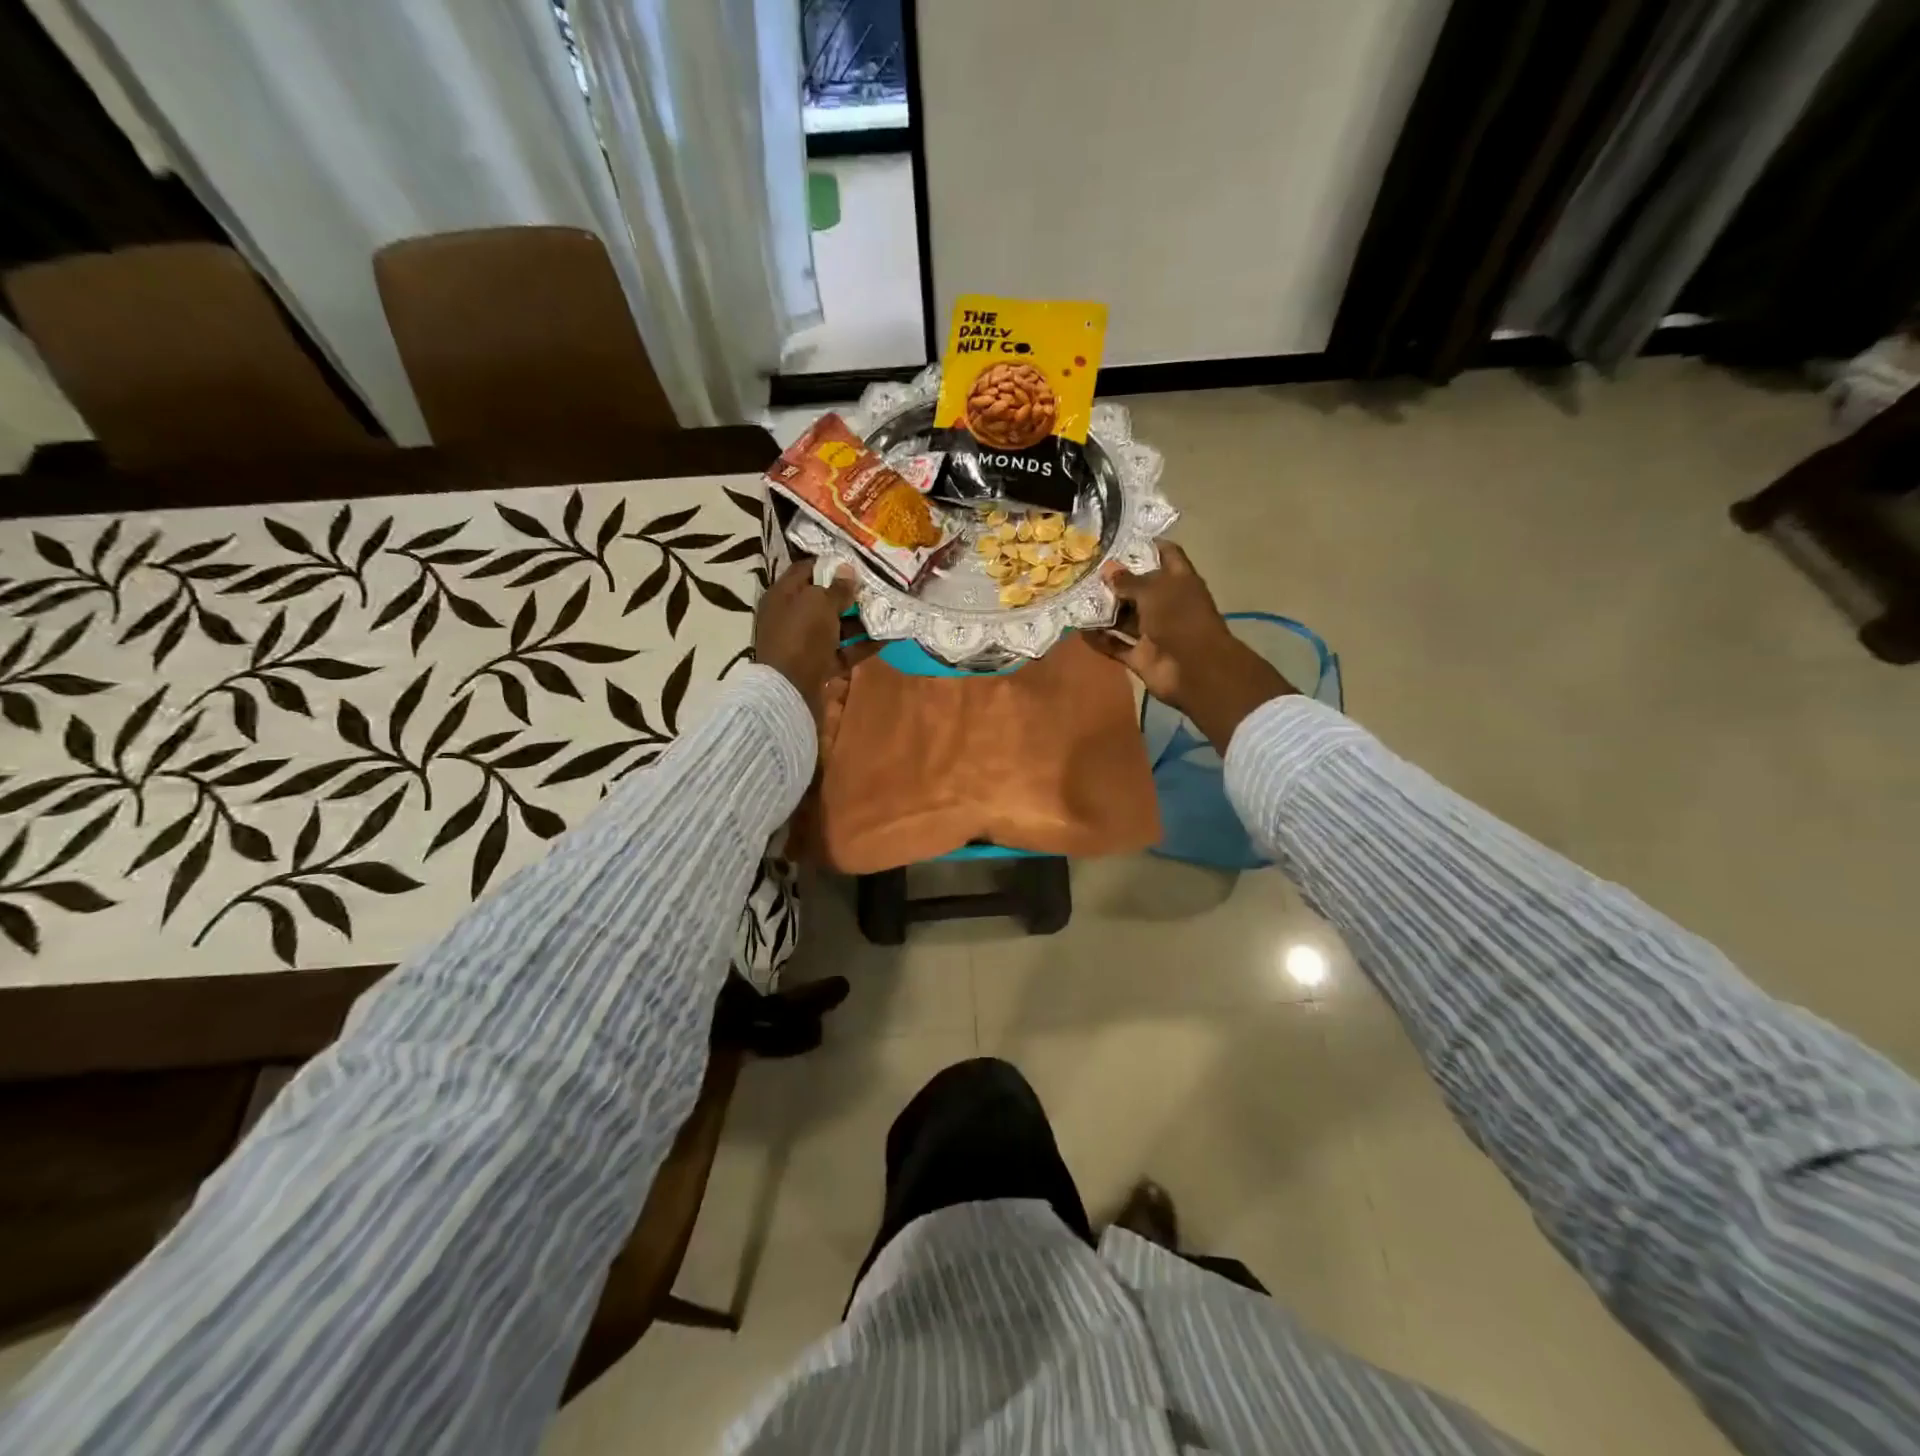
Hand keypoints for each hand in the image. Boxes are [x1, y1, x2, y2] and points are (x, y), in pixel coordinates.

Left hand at [753, 560, 871, 719]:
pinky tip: (888, 637)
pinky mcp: (819, 665)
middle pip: (822, 600)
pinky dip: (863, 645)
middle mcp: (791, 617)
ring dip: (860, 620)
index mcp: (782, 595)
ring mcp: (805, 643)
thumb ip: (837, 588)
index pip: (805, 570)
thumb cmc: (801, 637)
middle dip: (849, 594)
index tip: (856, 561)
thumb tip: (847, 569)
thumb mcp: (820, 604)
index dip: (830, 564)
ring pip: (836, 627)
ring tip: (887, 610)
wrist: (790, 690)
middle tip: (877, 586)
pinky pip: (844, 651)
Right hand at [1087, 543, 1294, 747]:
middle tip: (1084, 570)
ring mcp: (1153, 632)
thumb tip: (1108, 569)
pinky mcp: (1141, 656)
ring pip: (1125, 618)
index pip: (1166, 555)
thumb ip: (1129, 581)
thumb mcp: (1153, 591)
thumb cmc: (1179, 618)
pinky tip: (1077, 630)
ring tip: (1075, 598)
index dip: (1147, 545)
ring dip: (1103, 611)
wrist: (1194, 669)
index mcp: (1178, 581)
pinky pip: (1116, 645)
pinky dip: (1099, 640)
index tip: (1120, 540)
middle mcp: (1166, 604)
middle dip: (1115, 581)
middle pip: (1139, 588)